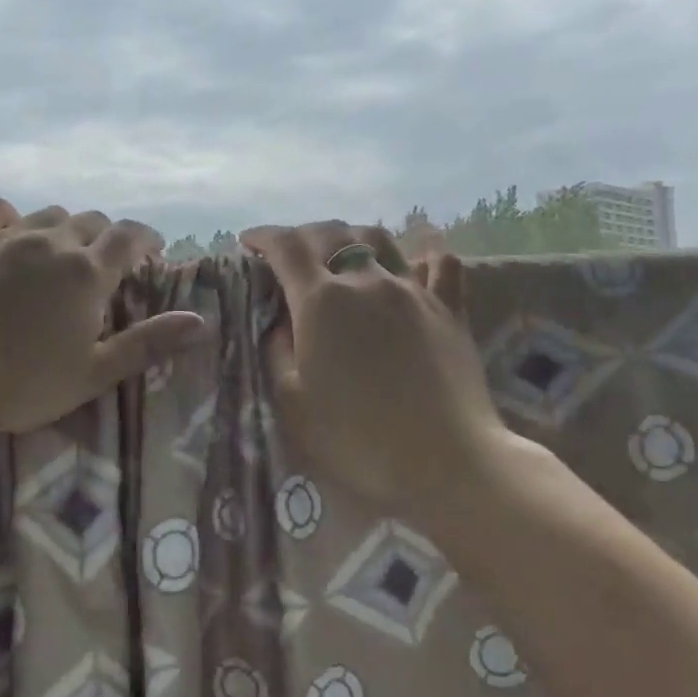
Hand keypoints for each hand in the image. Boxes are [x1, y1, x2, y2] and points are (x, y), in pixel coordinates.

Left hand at [0, 196, 207, 435]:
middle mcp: (50, 242)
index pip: (129, 238)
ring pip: (46, 214)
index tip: (152, 250)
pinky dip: (7, 215)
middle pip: (90, 221)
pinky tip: (6, 231)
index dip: (146, 239)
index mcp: (86, 273)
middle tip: (104, 262)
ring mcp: (4, 237)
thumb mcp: (94, 373)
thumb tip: (199, 321)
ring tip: (59, 250)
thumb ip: (147, 344)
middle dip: (105, 236)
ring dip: (62, 227)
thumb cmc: (23, 383)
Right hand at [241, 221, 518, 519]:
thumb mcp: (293, 401)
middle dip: (302, 235)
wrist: (445, 462)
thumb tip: (280, 321)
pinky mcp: (450, 309)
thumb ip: (277, 351)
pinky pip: (440, 263)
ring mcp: (413, 290)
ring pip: (378, 239)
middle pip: (330, 234)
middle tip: (288, 252)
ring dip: (350, 236)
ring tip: (339, 250)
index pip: (286, 247)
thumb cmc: (357, 438)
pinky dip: (422, 251)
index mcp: (321, 301)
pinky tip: (416, 254)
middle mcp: (366, 281)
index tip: (247, 243)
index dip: (263, 237)